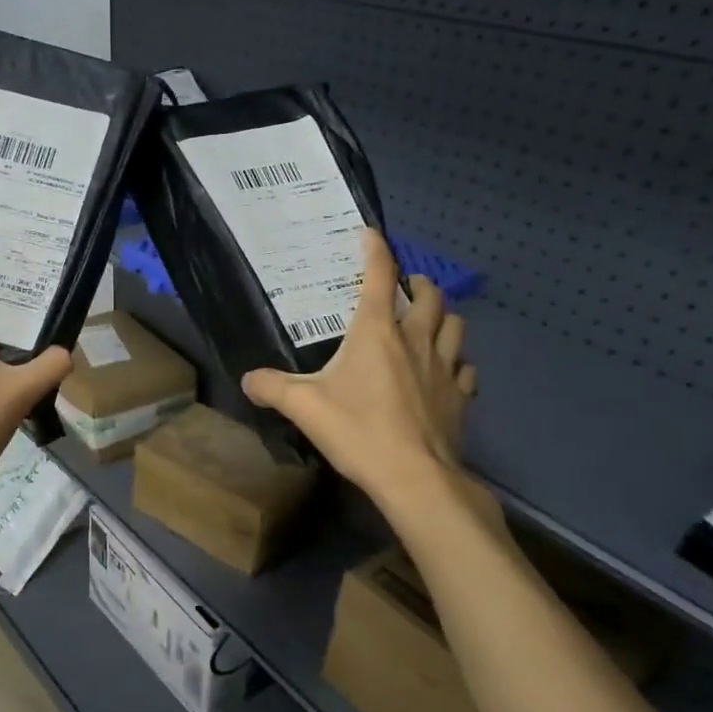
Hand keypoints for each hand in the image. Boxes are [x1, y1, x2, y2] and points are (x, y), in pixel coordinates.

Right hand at [242, 231, 480, 513]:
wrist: (415, 477)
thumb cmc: (358, 432)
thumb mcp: (304, 407)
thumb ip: (272, 388)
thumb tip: (247, 380)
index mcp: (376, 332)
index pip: (380, 275)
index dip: (376, 249)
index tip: (370, 234)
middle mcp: (415, 339)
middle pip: (430, 295)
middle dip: (419, 283)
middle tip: (405, 288)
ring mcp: (444, 367)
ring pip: (455, 324)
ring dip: (443, 316)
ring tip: (427, 323)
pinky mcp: (460, 396)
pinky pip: (465, 367)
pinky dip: (456, 362)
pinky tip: (444, 373)